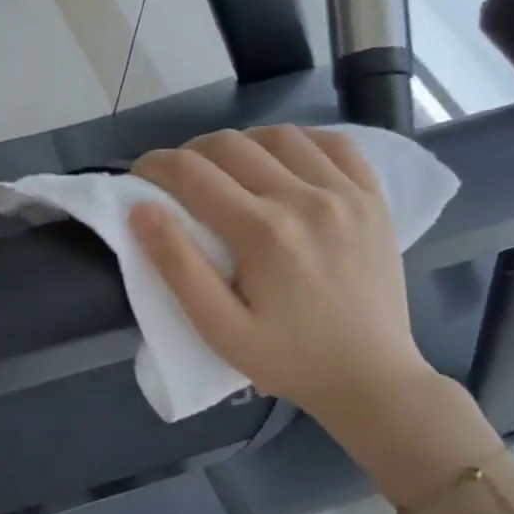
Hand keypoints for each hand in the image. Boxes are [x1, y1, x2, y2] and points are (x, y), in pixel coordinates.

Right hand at [130, 126, 433, 426]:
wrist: (371, 378)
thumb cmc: (287, 360)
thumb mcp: (219, 328)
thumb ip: (178, 267)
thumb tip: (141, 210)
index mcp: (262, 232)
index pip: (192, 172)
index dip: (155, 166)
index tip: (140, 177)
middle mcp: (305, 198)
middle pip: (231, 144)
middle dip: (190, 153)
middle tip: (175, 179)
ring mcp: (346, 193)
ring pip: (279, 135)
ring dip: (240, 144)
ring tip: (225, 170)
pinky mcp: (373, 198)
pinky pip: (334, 144)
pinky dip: (298, 141)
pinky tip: (281, 161)